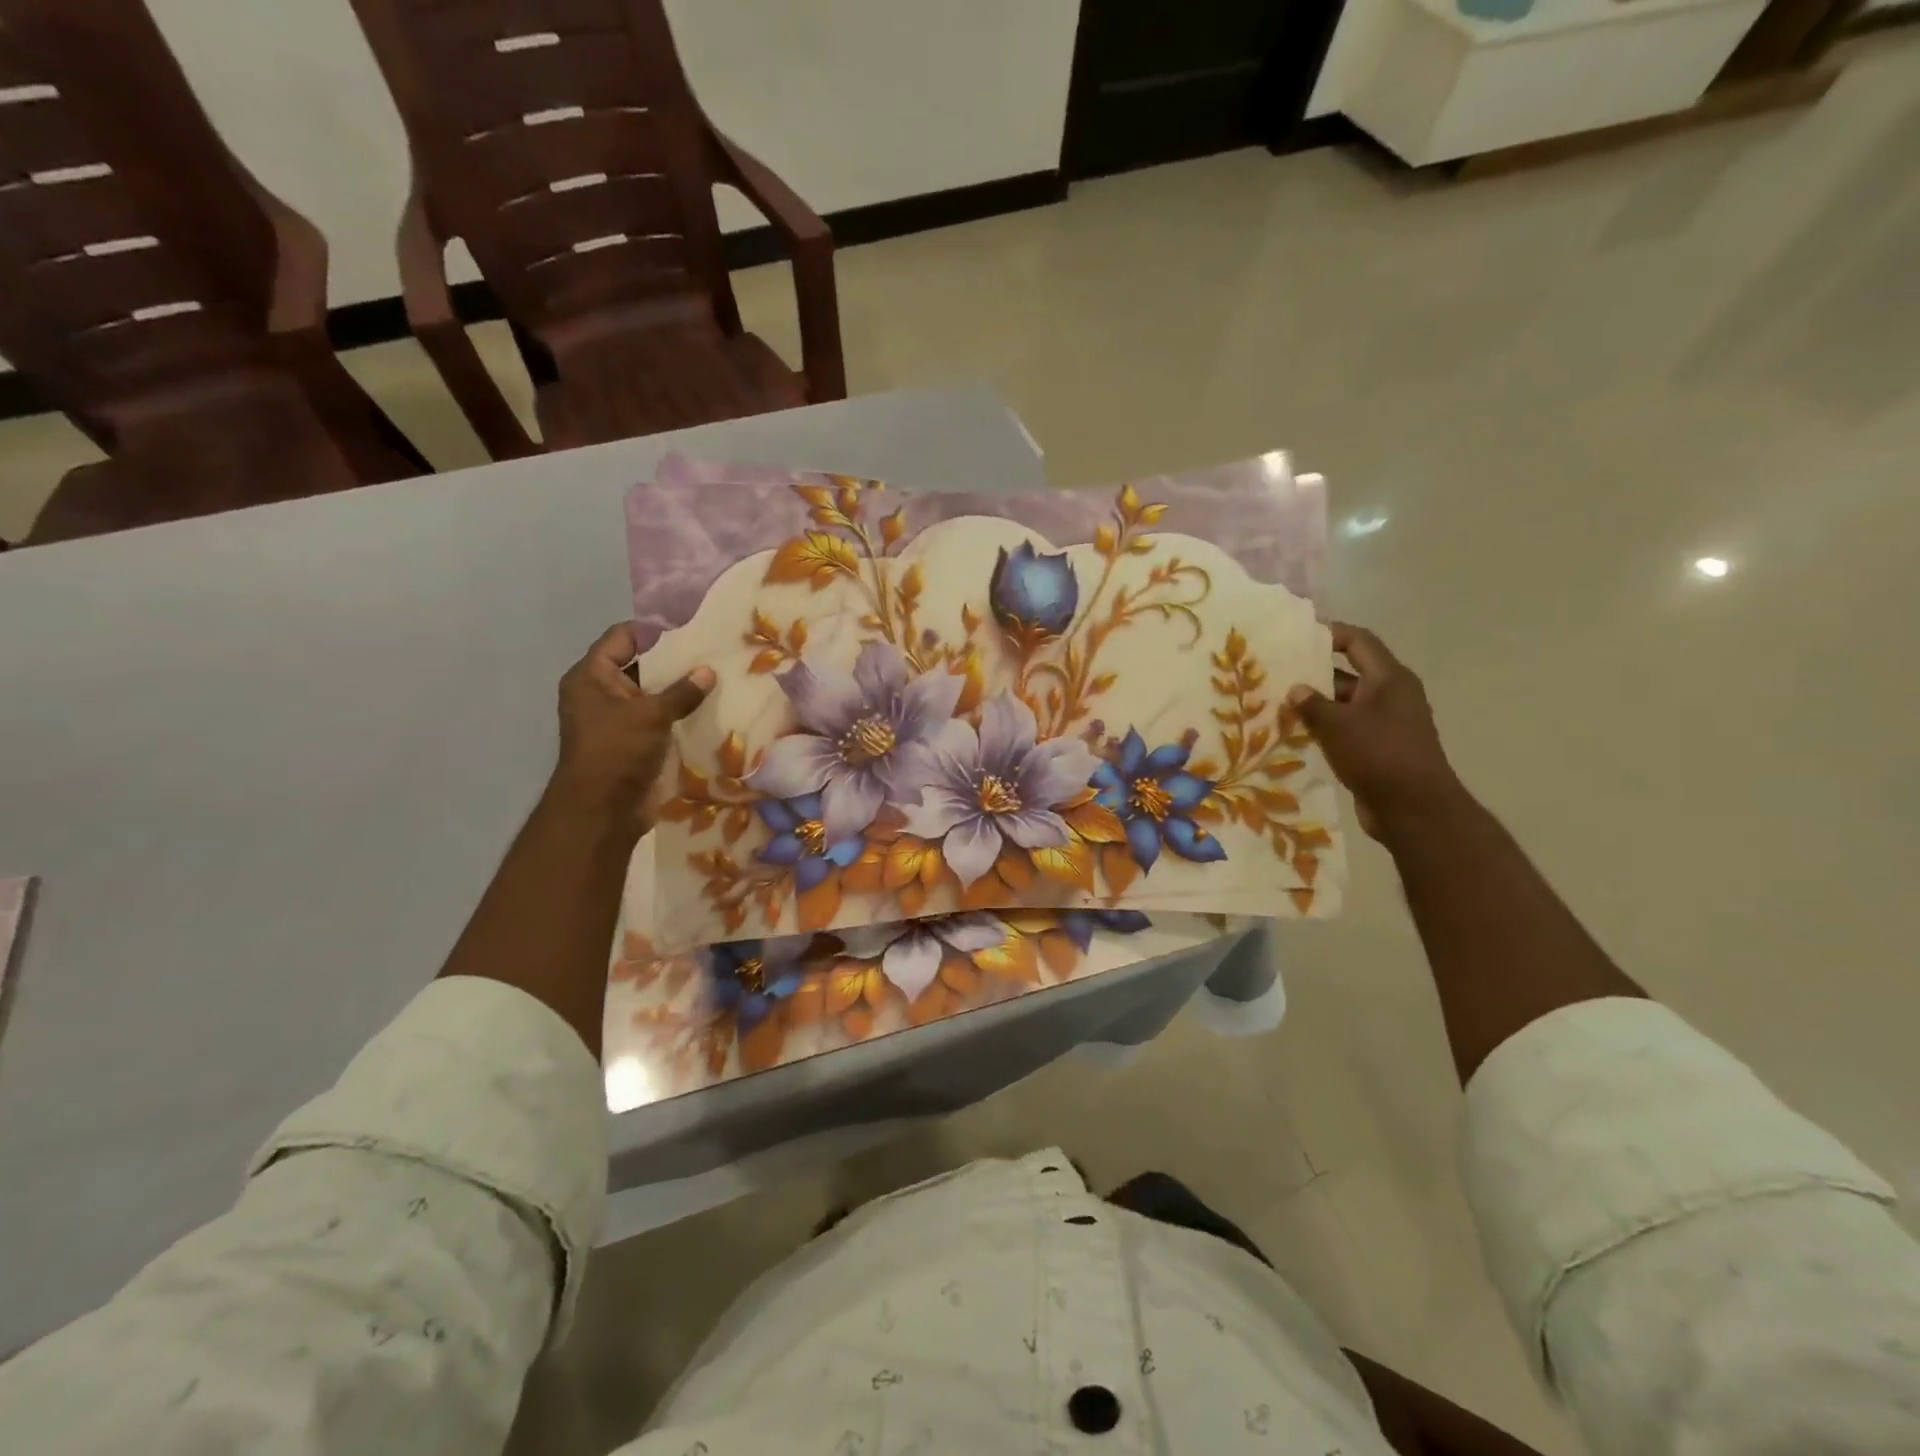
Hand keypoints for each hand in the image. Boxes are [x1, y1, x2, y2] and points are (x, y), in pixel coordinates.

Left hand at [548, 623, 714, 828]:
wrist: (603, 811)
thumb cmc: (617, 752)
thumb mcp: (650, 715)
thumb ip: (681, 692)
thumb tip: (709, 672)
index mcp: (591, 677)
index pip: (623, 638)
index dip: (654, 630)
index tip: (691, 627)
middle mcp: (602, 693)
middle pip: (641, 665)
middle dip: (675, 660)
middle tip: (713, 650)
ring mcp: (619, 719)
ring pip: (654, 693)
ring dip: (682, 689)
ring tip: (720, 676)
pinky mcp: (636, 741)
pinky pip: (661, 718)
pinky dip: (682, 713)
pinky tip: (713, 707)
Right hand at [1287, 623, 1464, 841]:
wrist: (1413, 809)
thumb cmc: (1378, 755)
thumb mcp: (1337, 725)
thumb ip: (1312, 704)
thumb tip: (1296, 689)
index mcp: (1389, 679)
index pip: (1358, 642)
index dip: (1330, 633)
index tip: (1298, 635)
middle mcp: (1391, 695)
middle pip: (1350, 673)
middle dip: (1315, 673)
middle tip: (1278, 672)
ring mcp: (1387, 723)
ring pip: (1345, 704)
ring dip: (1316, 705)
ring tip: (1278, 704)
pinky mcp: (1380, 748)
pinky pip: (1347, 729)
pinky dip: (1325, 728)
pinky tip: (1296, 734)